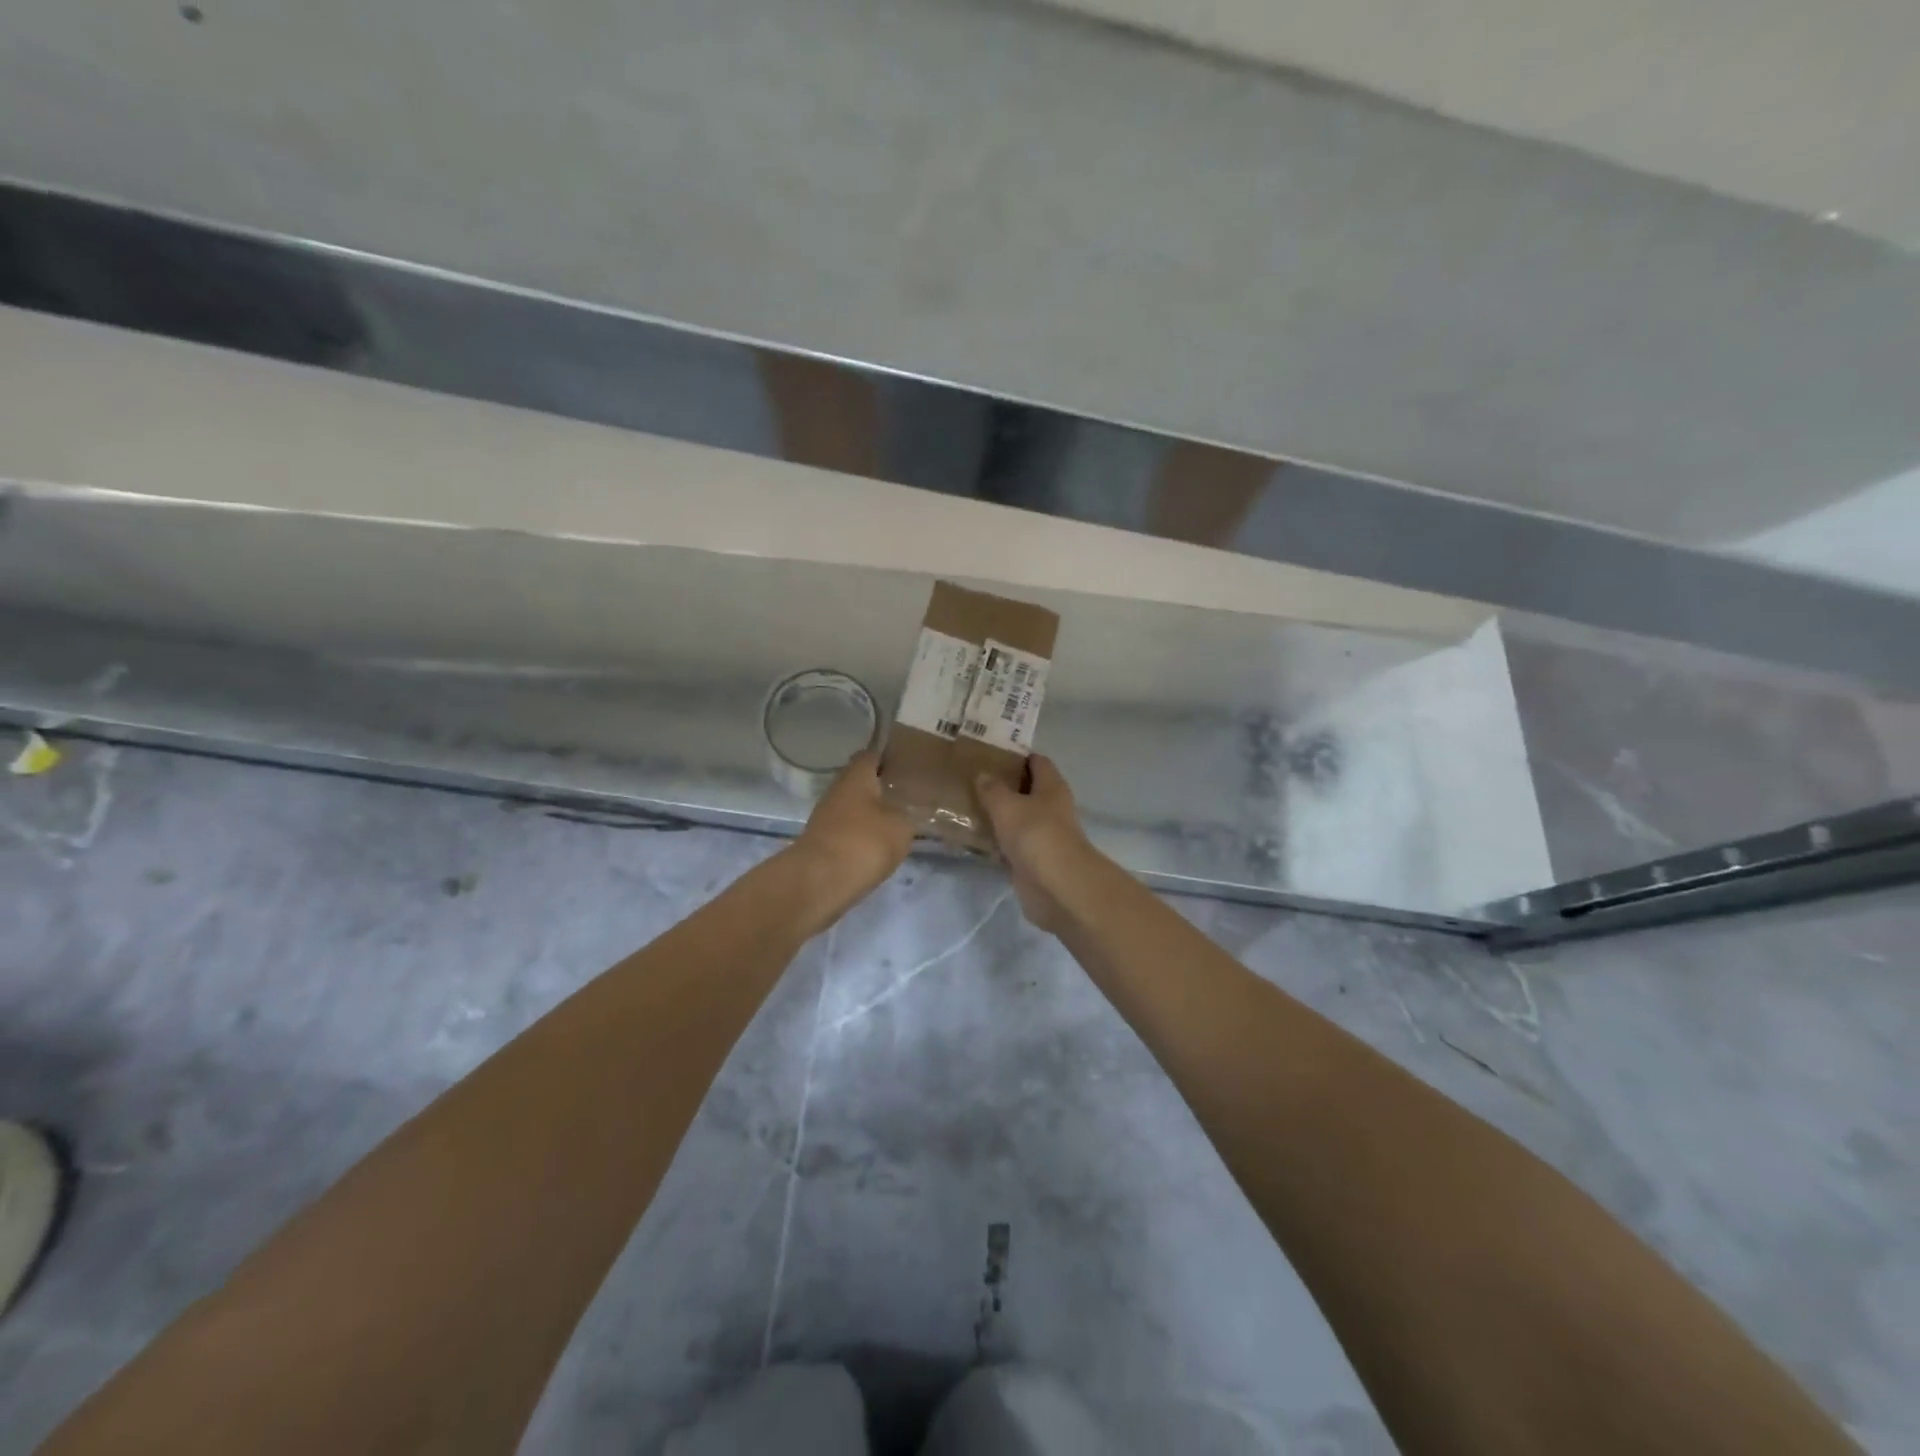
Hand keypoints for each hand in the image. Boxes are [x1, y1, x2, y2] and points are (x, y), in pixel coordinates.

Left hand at [788, 750, 915, 922]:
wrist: (819, 882)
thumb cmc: (864, 842)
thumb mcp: (901, 827)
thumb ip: (907, 815)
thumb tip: (905, 813)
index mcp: (856, 775)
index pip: (871, 755)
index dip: (889, 758)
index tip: (908, 766)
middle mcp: (837, 790)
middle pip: (860, 782)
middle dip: (881, 788)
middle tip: (907, 796)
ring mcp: (825, 817)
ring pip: (853, 808)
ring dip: (870, 814)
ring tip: (897, 823)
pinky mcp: (822, 842)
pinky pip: (847, 831)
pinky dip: (861, 835)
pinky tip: (878, 846)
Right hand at [975, 755, 1097, 934]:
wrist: (1055, 885)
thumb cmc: (1035, 834)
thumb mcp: (1006, 805)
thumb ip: (992, 789)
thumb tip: (982, 774)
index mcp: (1051, 786)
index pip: (1036, 762)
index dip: (1016, 756)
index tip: (989, 754)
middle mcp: (1051, 808)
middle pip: (1026, 790)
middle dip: (1002, 786)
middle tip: (971, 780)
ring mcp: (1043, 836)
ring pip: (1017, 819)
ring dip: (997, 815)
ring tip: (966, 806)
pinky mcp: (1033, 860)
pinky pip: (1011, 845)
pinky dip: (996, 842)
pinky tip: (973, 839)